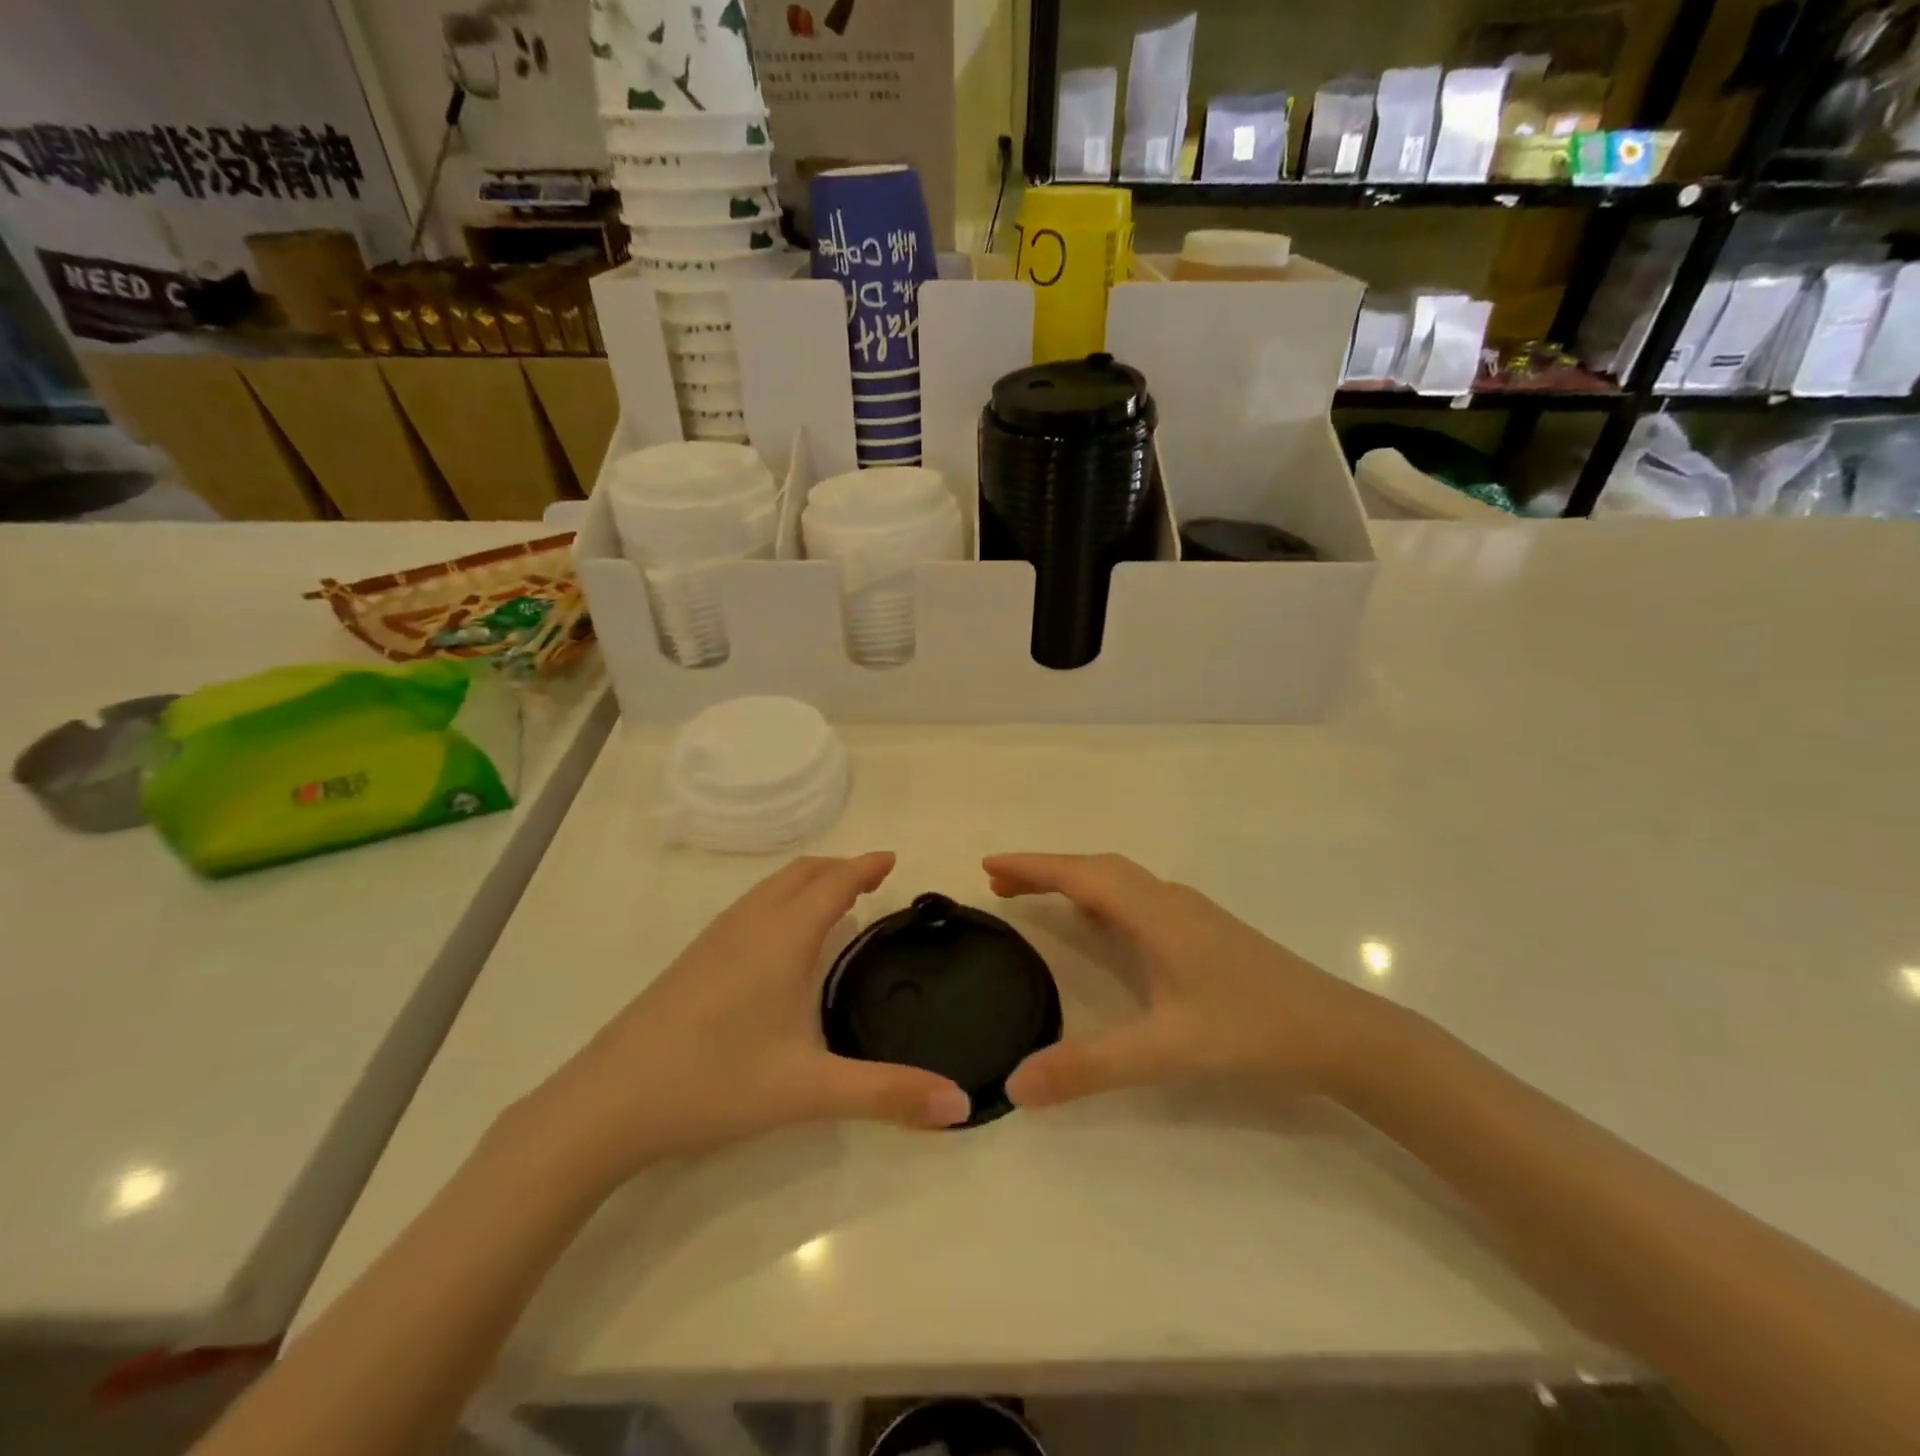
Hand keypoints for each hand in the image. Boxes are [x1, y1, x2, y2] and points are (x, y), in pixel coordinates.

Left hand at [517, 853, 969, 1191]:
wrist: (606, 1103)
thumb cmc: (714, 1083)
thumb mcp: (808, 1090)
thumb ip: (887, 1094)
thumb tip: (959, 1104)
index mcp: (782, 939)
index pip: (833, 883)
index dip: (865, 866)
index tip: (892, 859)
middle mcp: (749, 925)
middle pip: (800, 874)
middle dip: (839, 867)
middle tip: (871, 881)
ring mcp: (713, 940)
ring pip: (770, 888)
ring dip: (807, 882)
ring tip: (833, 902)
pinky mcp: (691, 960)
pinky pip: (748, 907)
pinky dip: (779, 901)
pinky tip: (778, 941)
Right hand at [985, 853, 1387, 1107]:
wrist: (1338, 1032)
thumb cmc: (1250, 1030)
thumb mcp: (1165, 1051)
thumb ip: (1089, 1067)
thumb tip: (1016, 1087)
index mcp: (1153, 913)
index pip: (1080, 875)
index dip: (1032, 867)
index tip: (988, 865)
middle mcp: (1168, 900)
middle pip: (1096, 869)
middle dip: (1046, 871)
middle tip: (1001, 886)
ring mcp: (1190, 913)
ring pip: (1120, 881)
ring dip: (1075, 881)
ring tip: (1038, 898)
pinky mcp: (1204, 931)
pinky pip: (1137, 898)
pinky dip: (1103, 898)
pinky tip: (1102, 926)